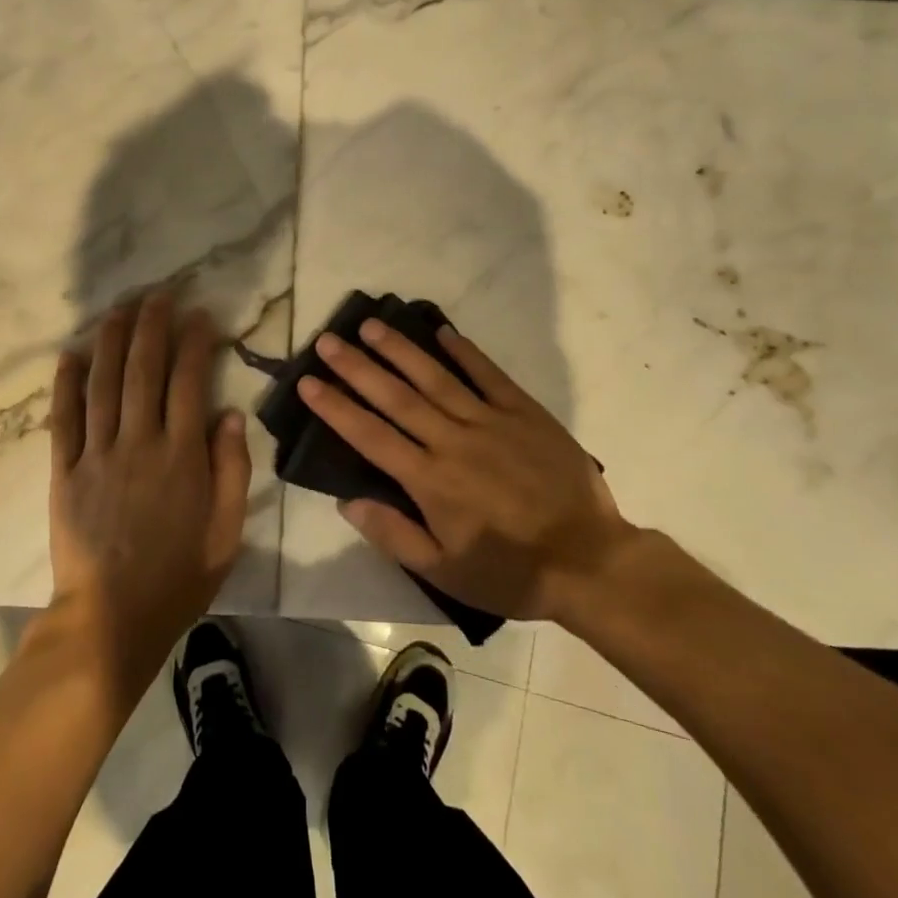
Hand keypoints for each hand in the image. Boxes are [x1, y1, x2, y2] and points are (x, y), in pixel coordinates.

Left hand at [48, 291, 251, 699]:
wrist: (110, 621)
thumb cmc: (177, 577)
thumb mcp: (225, 532)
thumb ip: (231, 469)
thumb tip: (229, 413)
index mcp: (180, 456)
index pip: (189, 382)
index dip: (195, 342)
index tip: (199, 314)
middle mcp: (138, 443)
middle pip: (143, 370)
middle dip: (151, 325)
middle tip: (158, 294)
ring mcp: (96, 455)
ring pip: (102, 384)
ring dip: (110, 340)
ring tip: (118, 308)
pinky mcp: (63, 472)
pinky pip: (63, 420)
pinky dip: (65, 384)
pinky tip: (69, 354)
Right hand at [297, 319, 636, 621]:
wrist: (589, 562)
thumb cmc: (510, 572)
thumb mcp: (445, 571)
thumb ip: (394, 534)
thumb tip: (347, 501)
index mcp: (430, 480)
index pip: (370, 435)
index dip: (335, 407)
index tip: (308, 382)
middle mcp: (452, 441)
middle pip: (396, 397)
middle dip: (357, 367)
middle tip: (328, 340)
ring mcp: (490, 421)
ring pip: (436, 377)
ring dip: (401, 350)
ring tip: (371, 325)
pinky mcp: (524, 412)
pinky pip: (488, 375)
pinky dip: (465, 352)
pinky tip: (443, 330)